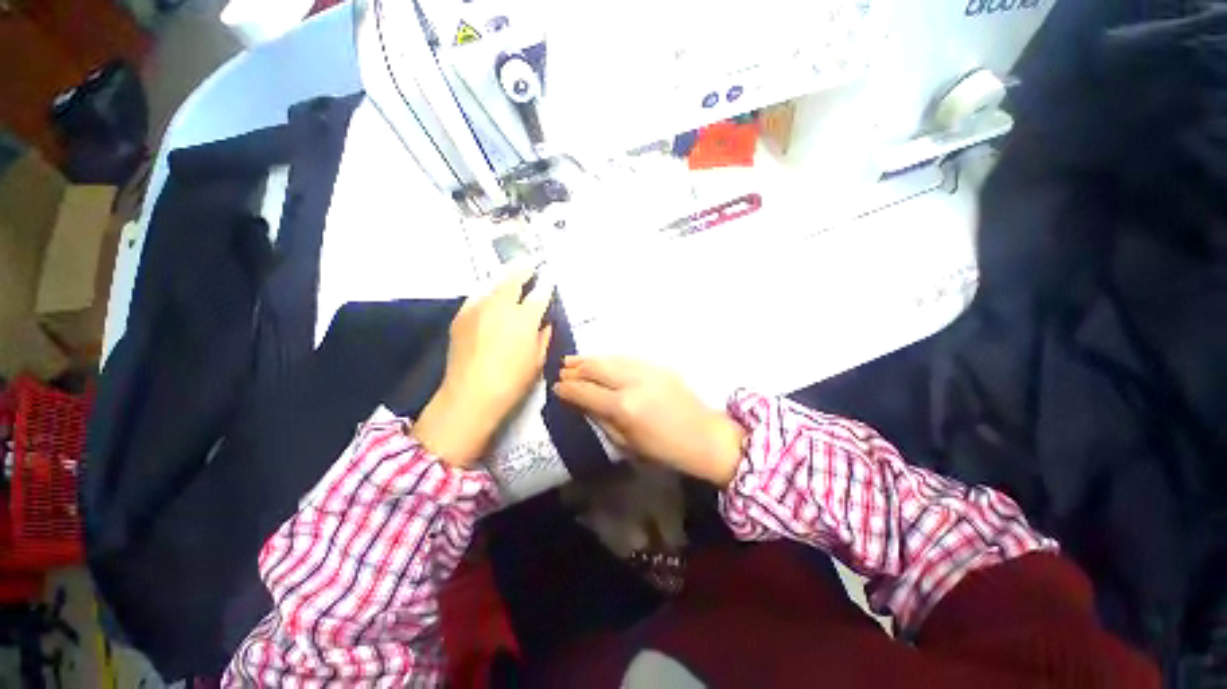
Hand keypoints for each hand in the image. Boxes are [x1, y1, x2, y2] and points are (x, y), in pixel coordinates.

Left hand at [414, 268, 553, 467]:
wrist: (470, 395)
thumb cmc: (512, 381)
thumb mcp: (537, 360)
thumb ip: (543, 336)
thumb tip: (544, 323)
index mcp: (524, 318)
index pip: (539, 293)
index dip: (546, 285)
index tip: (549, 280)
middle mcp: (500, 306)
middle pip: (513, 277)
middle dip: (524, 269)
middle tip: (530, 266)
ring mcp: (477, 308)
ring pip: (492, 284)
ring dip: (504, 279)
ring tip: (510, 279)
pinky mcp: (461, 316)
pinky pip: (477, 297)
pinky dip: (487, 294)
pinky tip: (490, 301)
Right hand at [554, 357, 745, 486]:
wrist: (704, 436)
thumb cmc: (664, 450)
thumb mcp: (626, 443)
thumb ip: (601, 419)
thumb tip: (580, 403)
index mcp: (623, 407)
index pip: (586, 392)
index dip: (568, 389)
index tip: (556, 387)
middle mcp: (632, 382)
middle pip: (597, 368)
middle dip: (576, 368)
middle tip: (562, 369)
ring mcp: (647, 370)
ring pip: (611, 358)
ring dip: (591, 359)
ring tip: (575, 360)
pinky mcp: (658, 365)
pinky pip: (627, 358)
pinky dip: (610, 359)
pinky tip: (602, 361)